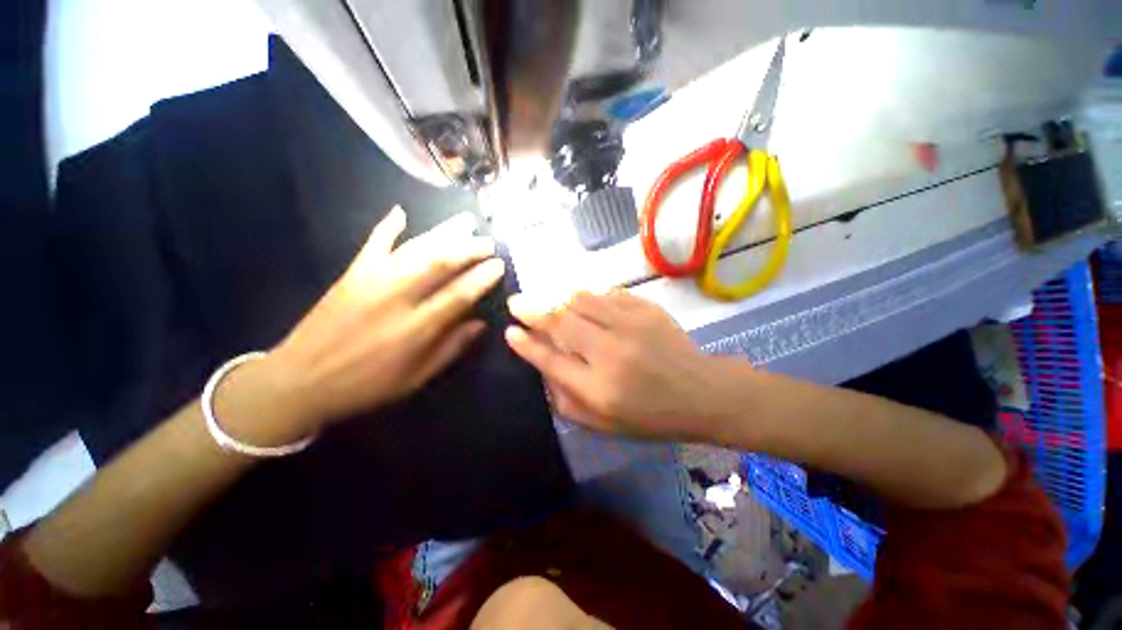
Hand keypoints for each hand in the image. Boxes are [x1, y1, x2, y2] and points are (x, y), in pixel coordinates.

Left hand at [258, 206, 503, 432]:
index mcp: (416, 328)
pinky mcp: (351, 274)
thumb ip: (451, 348)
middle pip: (439, 263)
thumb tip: (480, 323)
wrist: (299, 381)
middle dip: (469, 249)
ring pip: (415, 249)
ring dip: (443, 233)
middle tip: (488, 242)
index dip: (482, 277)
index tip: (499, 264)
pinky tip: (401, 212)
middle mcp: (397, 298)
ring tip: (465, 222)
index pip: (458, 295)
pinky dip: (387, 226)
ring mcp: (372, 281)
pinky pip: (373, 244)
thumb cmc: (367, 385)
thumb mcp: (417, 378)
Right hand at [505, 290, 737, 441]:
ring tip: (549, 302)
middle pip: (560, 322)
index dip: (526, 345)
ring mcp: (630, 325)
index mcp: (599, 388)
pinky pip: (606, 293)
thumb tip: (542, 370)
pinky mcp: (645, 309)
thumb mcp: (604, 424)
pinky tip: (585, 301)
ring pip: (580, 300)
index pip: (550, 360)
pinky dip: (589, 295)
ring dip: (558, 299)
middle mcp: (610, 352)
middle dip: (532, 310)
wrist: (702, 392)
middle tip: (517, 302)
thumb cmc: (651, 416)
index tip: (510, 331)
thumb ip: (567, 401)